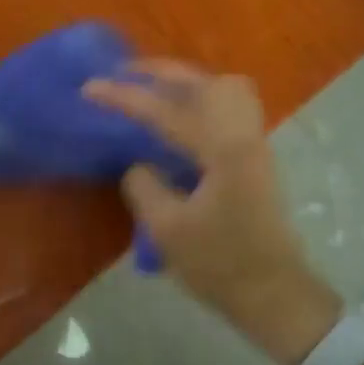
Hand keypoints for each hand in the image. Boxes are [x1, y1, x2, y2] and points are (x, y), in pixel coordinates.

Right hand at [84, 63, 339, 364]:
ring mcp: (254, 143)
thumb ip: (144, 185)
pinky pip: (228, 107)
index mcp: (222, 150)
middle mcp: (243, 135)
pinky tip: (178, 117)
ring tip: (152, 89)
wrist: (274, 293)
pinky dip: (200, 98)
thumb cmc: (220, 265)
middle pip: (204, 81)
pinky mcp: (255, 157)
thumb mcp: (168, 230)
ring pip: (224, 88)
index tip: (89, 87)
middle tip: (125, 74)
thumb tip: (137, 164)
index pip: (165, 110)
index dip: (123, 96)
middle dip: (161, 71)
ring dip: (186, 81)